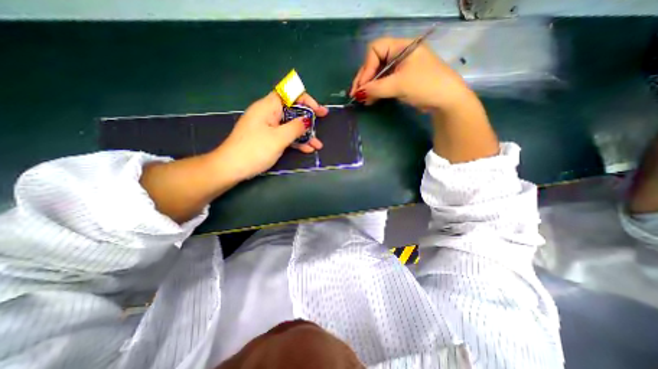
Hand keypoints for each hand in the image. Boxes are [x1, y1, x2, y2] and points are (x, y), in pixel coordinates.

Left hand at [213, 90, 327, 179]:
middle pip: (291, 109)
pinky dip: (296, 141)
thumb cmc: (255, 150)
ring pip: (290, 125)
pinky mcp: (267, 138)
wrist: (231, 168)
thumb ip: (295, 127)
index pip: (289, 93)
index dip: (305, 98)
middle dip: (308, 116)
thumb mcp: (279, 138)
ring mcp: (268, 127)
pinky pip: (284, 136)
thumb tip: (307, 120)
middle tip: (323, 119)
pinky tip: (307, 149)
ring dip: (304, 134)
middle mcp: (268, 114)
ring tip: (318, 145)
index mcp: (268, 107)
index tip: (317, 109)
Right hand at [349, 38, 473, 111]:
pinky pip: (383, 83)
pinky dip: (375, 91)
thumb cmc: (425, 86)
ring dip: (368, 87)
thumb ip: (376, 88)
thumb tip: (358, 93)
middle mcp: (399, 55)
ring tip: (360, 99)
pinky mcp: (400, 81)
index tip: (362, 86)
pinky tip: (369, 100)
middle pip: (374, 62)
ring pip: (378, 74)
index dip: (366, 68)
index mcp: (401, 47)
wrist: (445, 100)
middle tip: (355, 94)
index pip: (375, 50)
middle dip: (364, 79)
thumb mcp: (399, 85)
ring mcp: (400, 68)